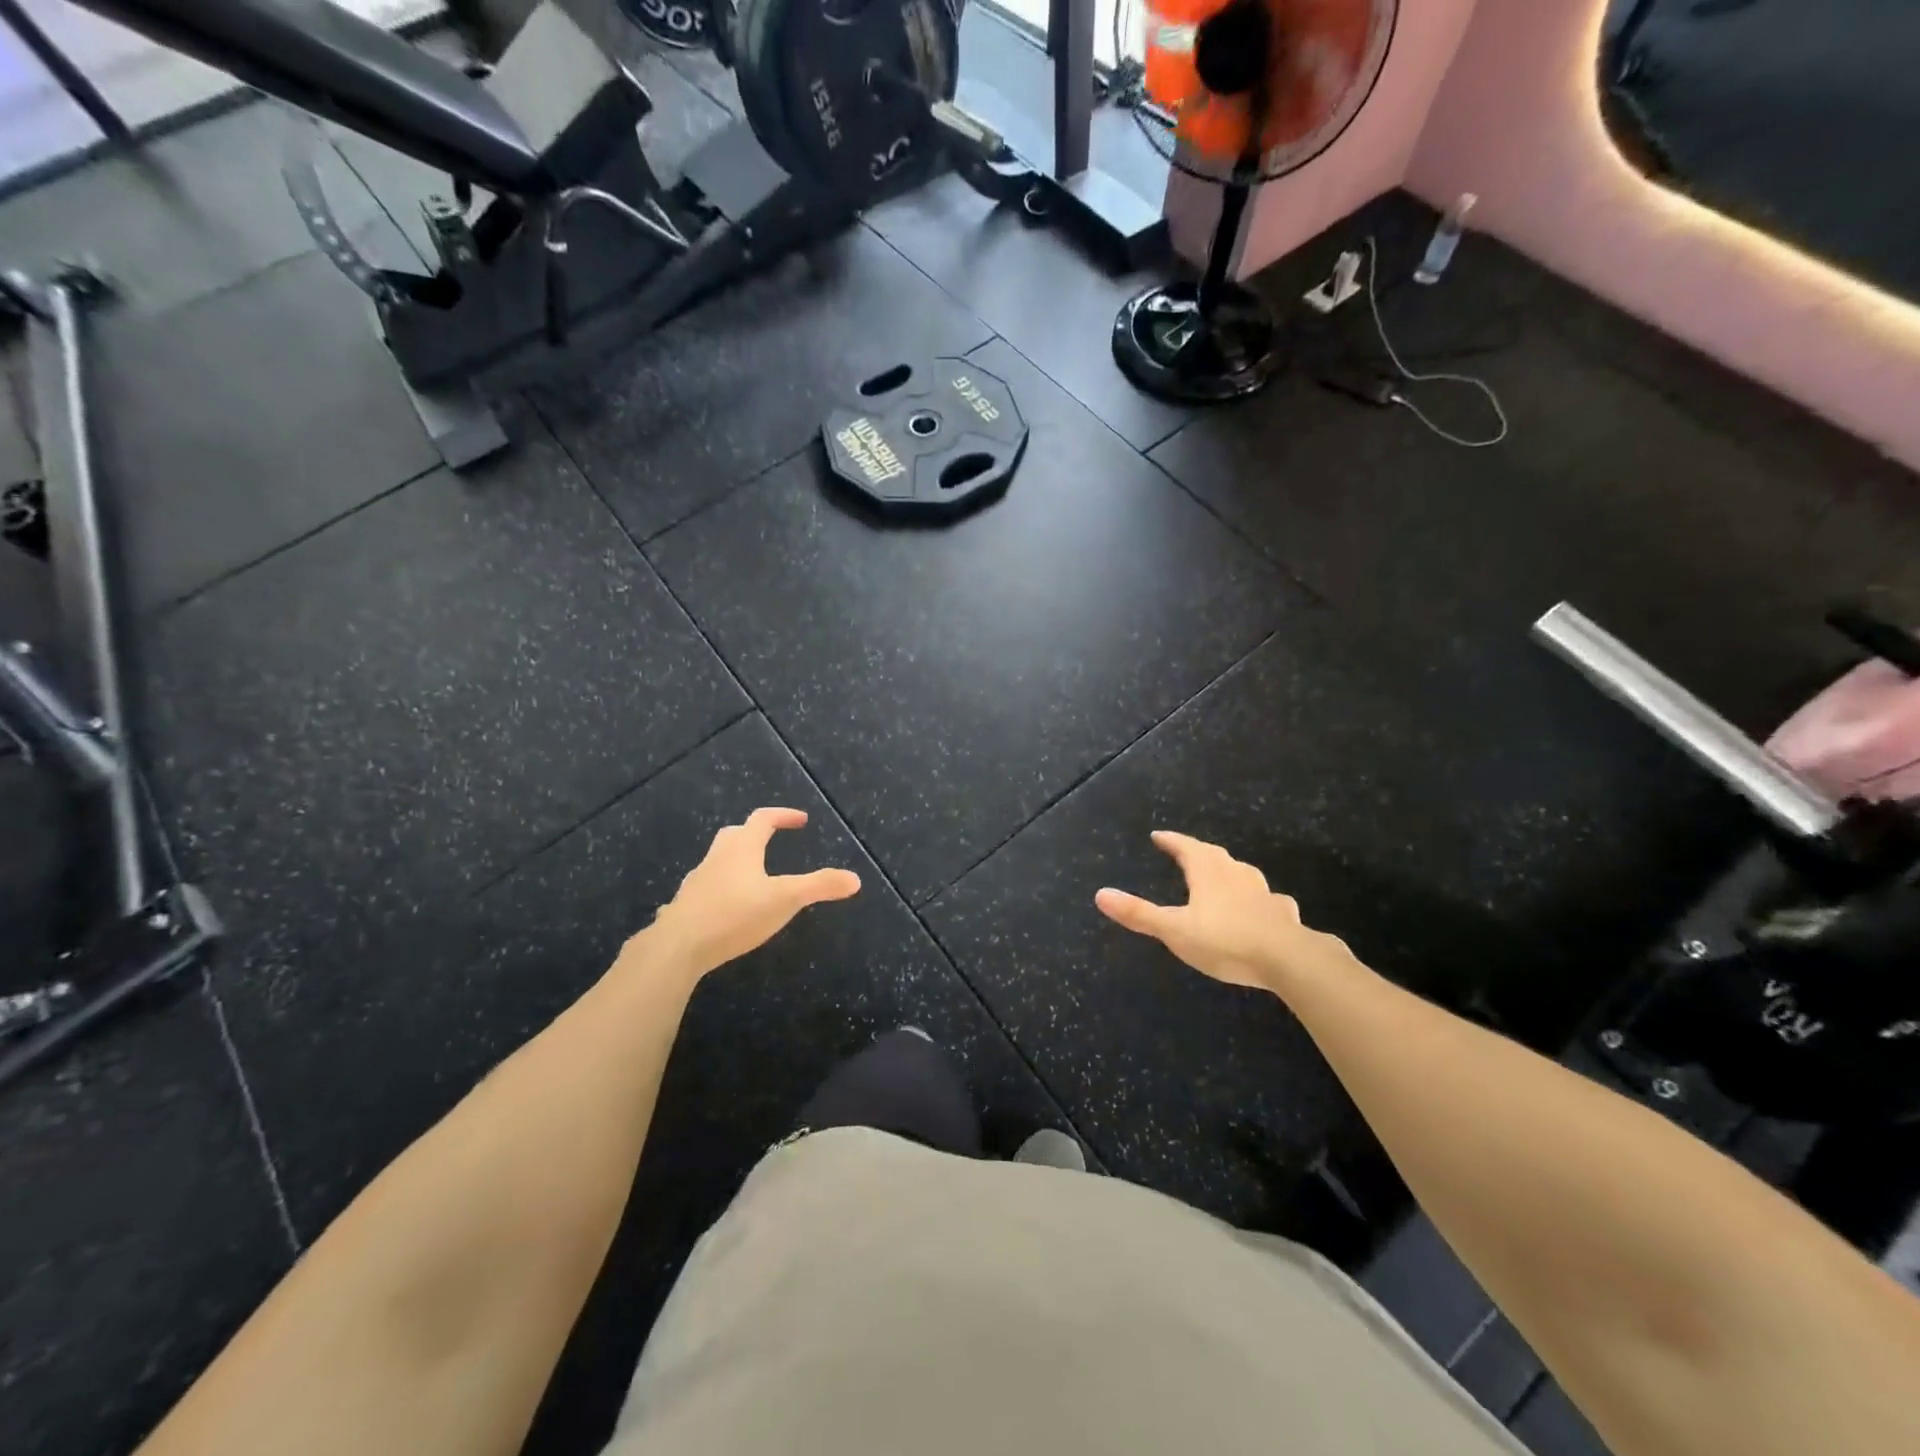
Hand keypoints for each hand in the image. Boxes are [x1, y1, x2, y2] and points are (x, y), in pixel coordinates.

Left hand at [638, 808, 860, 978]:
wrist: (677, 947)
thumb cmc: (734, 915)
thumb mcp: (785, 900)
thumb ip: (820, 886)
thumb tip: (855, 879)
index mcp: (742, 849)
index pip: (763, 819)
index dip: (783, 815)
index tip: (801, 820)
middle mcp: (717, 858)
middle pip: (735, 834)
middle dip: (755, 833)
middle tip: (772, 841)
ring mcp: (697, 882)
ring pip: (717, 860)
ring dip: (735, 861)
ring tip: (752, 877)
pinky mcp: (684, 906)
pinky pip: (703, 888)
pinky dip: (718, 888)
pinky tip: (723, 908)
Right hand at [1094, 831, 1352, 991]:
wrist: (1289, 959)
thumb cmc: (1224, 940)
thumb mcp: (1173, 930)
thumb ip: (1138, 914)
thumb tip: (1100, 894)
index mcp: (1207, 872)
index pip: (1185, 847)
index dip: (1171, 841)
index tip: (1158, 836)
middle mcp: (1235, 874)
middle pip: (1214, 855)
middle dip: (1197, 852)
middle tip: (1185, 852)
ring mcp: (1263, 893)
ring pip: (1242, 873)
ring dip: (1228, 871)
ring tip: (1220, 875)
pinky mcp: (1283, 914)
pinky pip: (1268, 900)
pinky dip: (1259, 899)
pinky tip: (1263, 908)